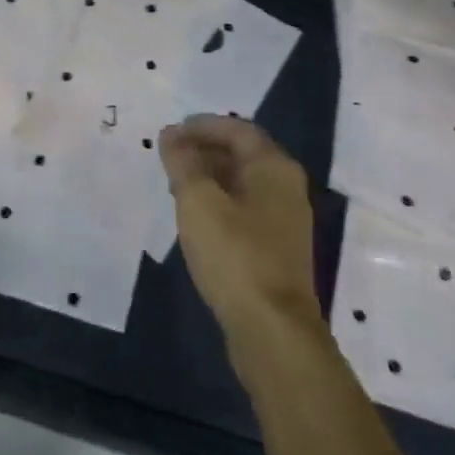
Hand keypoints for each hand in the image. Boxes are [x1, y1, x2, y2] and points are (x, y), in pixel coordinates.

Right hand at [158, 115, 322, 350]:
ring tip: (174, 184)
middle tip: (168, 156)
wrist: (272, 329)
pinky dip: (218, 201)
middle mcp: (286, 187)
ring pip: (242, 183)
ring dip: (209, 176)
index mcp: (274, 167)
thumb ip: (182, 163)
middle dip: (203, 149)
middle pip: (242, 154)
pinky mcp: (276, 248)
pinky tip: (195, 217)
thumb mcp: (198, 202)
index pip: (237, 129)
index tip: (170, 132)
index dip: (202, 126)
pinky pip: (244, 209)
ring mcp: (284, 220)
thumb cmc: (234, 255)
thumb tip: (170, 135)